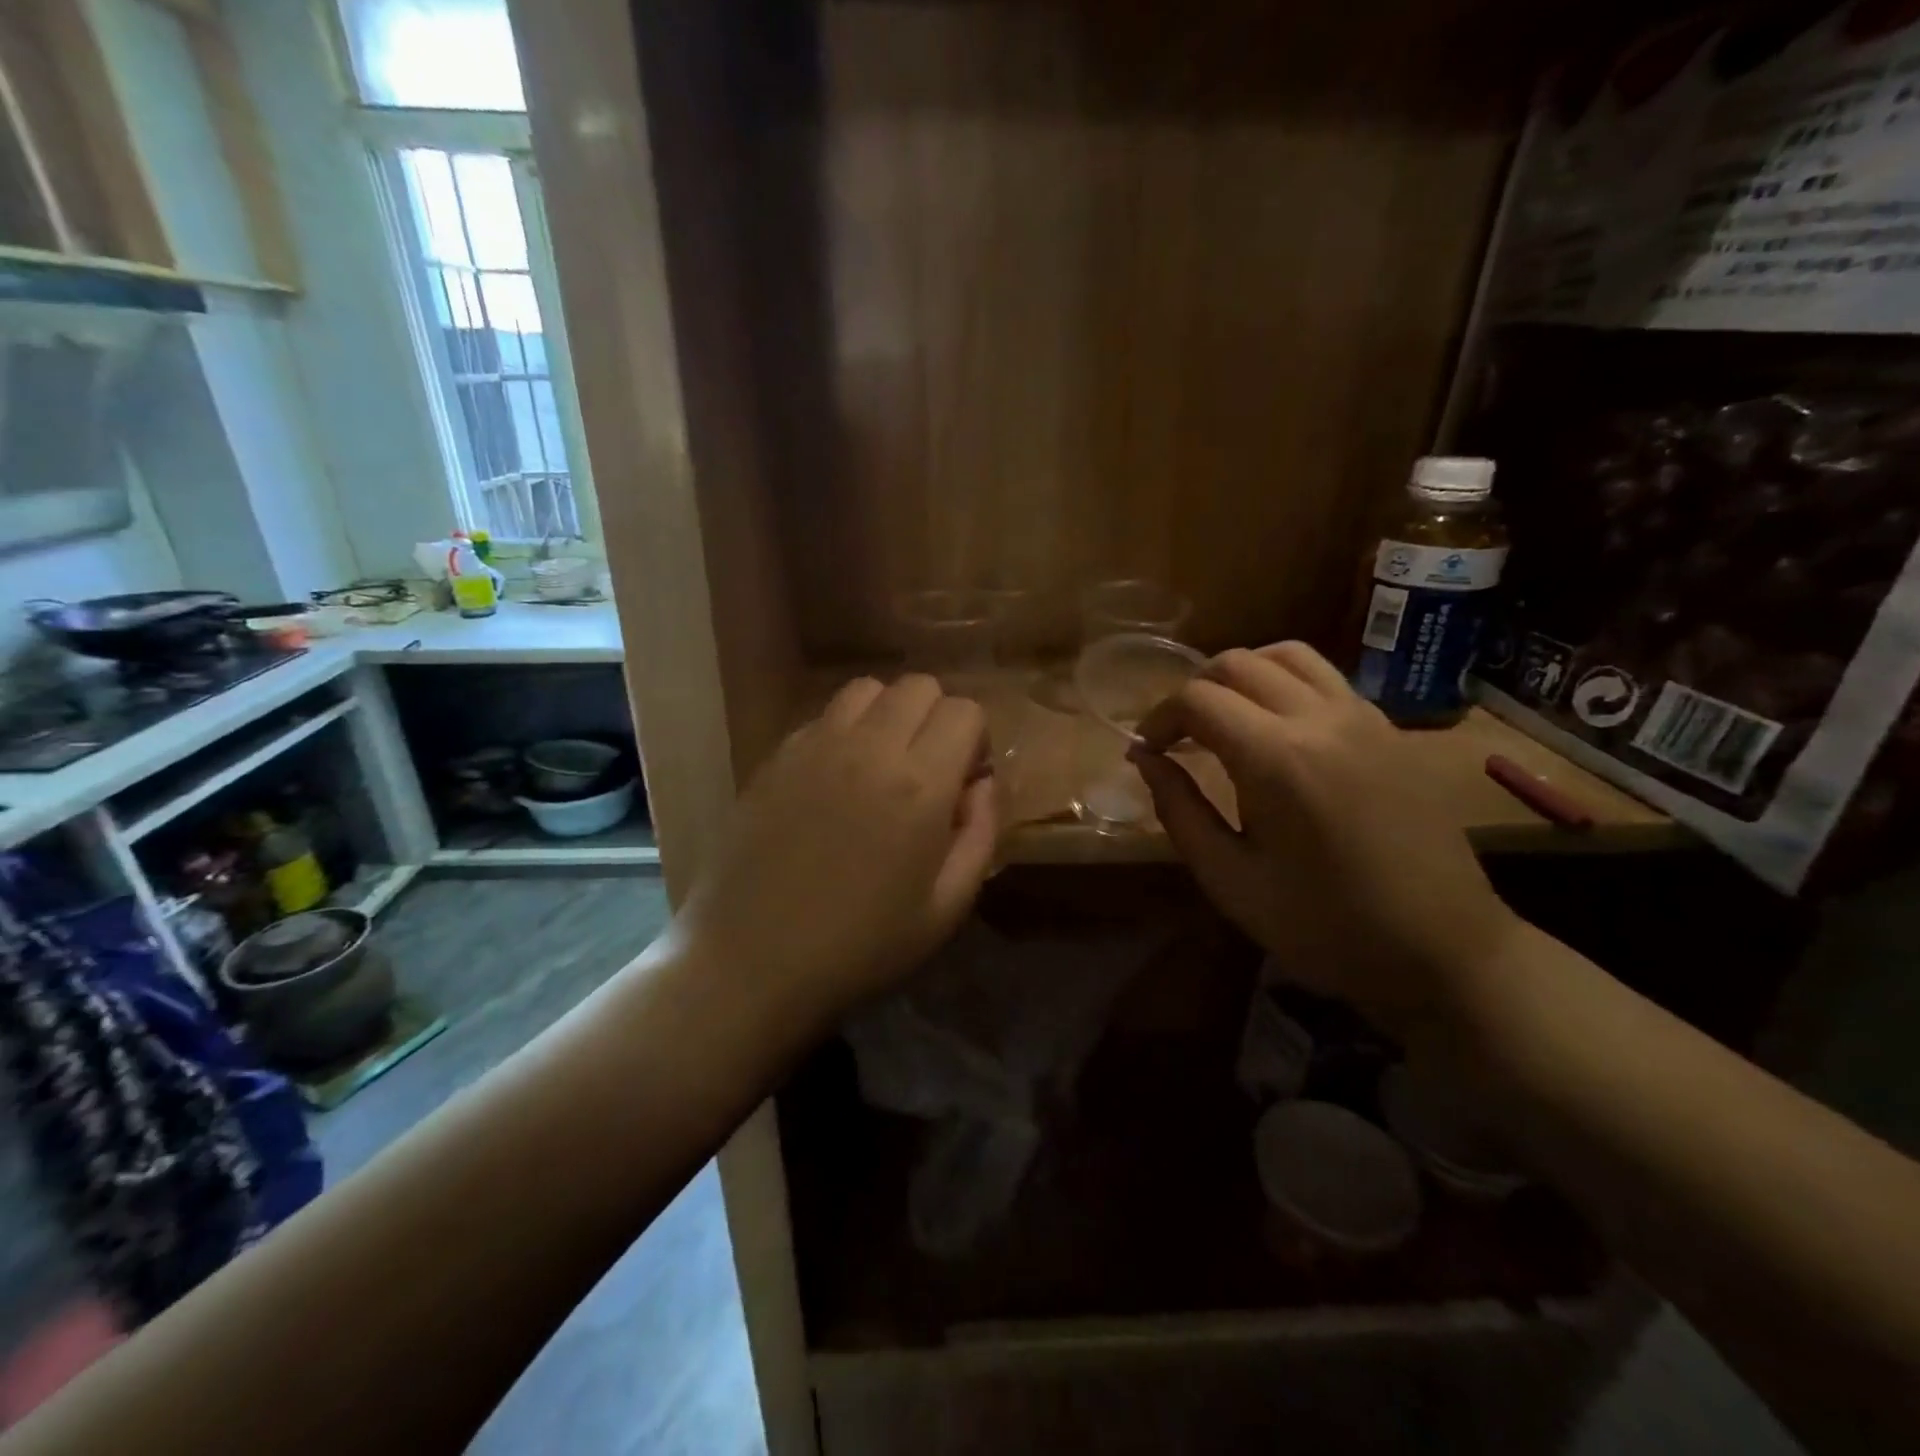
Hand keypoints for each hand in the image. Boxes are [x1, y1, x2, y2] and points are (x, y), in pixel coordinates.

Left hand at [676, 674, 998, 1017]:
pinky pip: (823, 717)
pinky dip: (844, 732)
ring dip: (888, 714)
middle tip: (928, 769)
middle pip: (918, 686)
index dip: (974, 740)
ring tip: (881, 764)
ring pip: (867, 689)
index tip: (964, 779)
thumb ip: (981, 833)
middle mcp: (868, 748)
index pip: (963, 710)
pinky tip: (835, 780)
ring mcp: (815, 746)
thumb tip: (982, 782)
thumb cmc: (860, 946)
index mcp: (919, 785)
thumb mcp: (946, 907)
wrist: (752, 962)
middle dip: (936, 718)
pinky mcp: (776, 756)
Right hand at [1130, 643, 1518, 1035]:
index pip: (1198, 699)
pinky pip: (1326, 677)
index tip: (1147, 751)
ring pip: (1287, 654)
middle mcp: (1321, 718)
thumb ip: (1179, 810)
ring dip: (1241, 674)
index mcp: (1277, 759)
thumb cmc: (1324, 926)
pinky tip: (1276, 729)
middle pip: (1238, 663)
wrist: (1443, 950)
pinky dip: (1284, 682)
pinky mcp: (1389, 728)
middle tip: (1178, 736)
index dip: (1159, 717)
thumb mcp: (1230, 879)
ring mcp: (1363, 717)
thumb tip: (1144, 758)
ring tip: (1224, 718)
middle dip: (1194, 691)